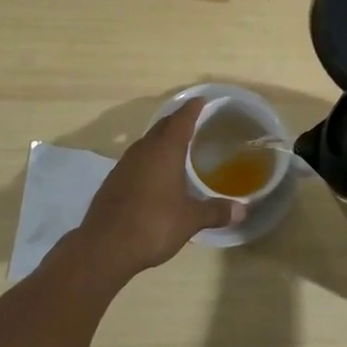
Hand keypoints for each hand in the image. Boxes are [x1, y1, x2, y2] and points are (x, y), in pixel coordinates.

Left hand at [79, 99, 243, 276]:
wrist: (105, 246)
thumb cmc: (153, 224)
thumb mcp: (190, 220)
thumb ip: (215, 211)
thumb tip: (242, 211)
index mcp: (165, 150)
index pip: (181, 119)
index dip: (192, 108)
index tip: (201, 100)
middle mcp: (143, 150)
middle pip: (162, 127)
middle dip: (177, 121)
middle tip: (193, 121)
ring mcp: (125, 164)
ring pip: (147, 142)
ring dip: (161, 140)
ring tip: (176, 147)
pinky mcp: (113, 180)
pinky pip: (136, 159)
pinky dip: (149, 158)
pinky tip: (154, 174)